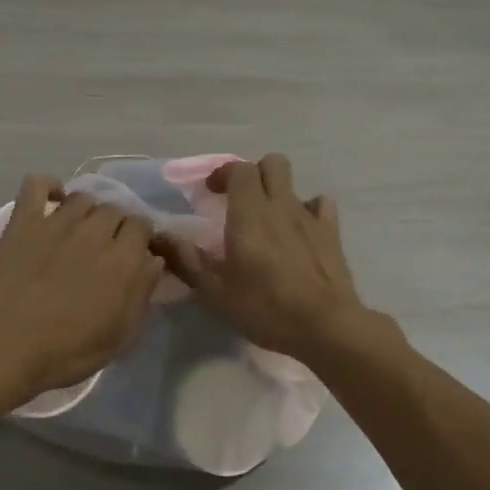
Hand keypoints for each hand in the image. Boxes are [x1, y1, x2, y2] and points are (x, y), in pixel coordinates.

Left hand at [0, 175, 164, 398]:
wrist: (6, 347)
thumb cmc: (68, 351)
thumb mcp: (121, 335)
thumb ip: (142, 294)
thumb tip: (153, 261)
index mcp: (125, 259)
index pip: (143, 226)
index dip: (140, 238)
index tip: (133, 255)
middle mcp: (96, 232)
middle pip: (115, 209)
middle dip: (115, 225)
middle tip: (104, 248)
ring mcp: (58, 222)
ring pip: (83, 197)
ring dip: (87, 211)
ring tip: (79, 230)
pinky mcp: (24, 221)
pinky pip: (38, 185)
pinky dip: (48, 186)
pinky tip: (51, 200)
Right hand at [156, 153, 376, 363]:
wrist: (325, 326)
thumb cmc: (265, 307)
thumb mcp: (214, 291)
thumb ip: (185, 259)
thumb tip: (157, 236)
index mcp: (250, 213)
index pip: (239, 169)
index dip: (223, 174)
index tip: (209, 193)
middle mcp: (281, 205)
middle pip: (272, 164)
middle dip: (253, 174)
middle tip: (237, 200)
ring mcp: (310, 217)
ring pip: (294, 184)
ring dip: (278, 192)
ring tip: (267, 218)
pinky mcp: (332, 233)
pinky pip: (320, 205)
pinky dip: (308, 210)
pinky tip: (300, 231)